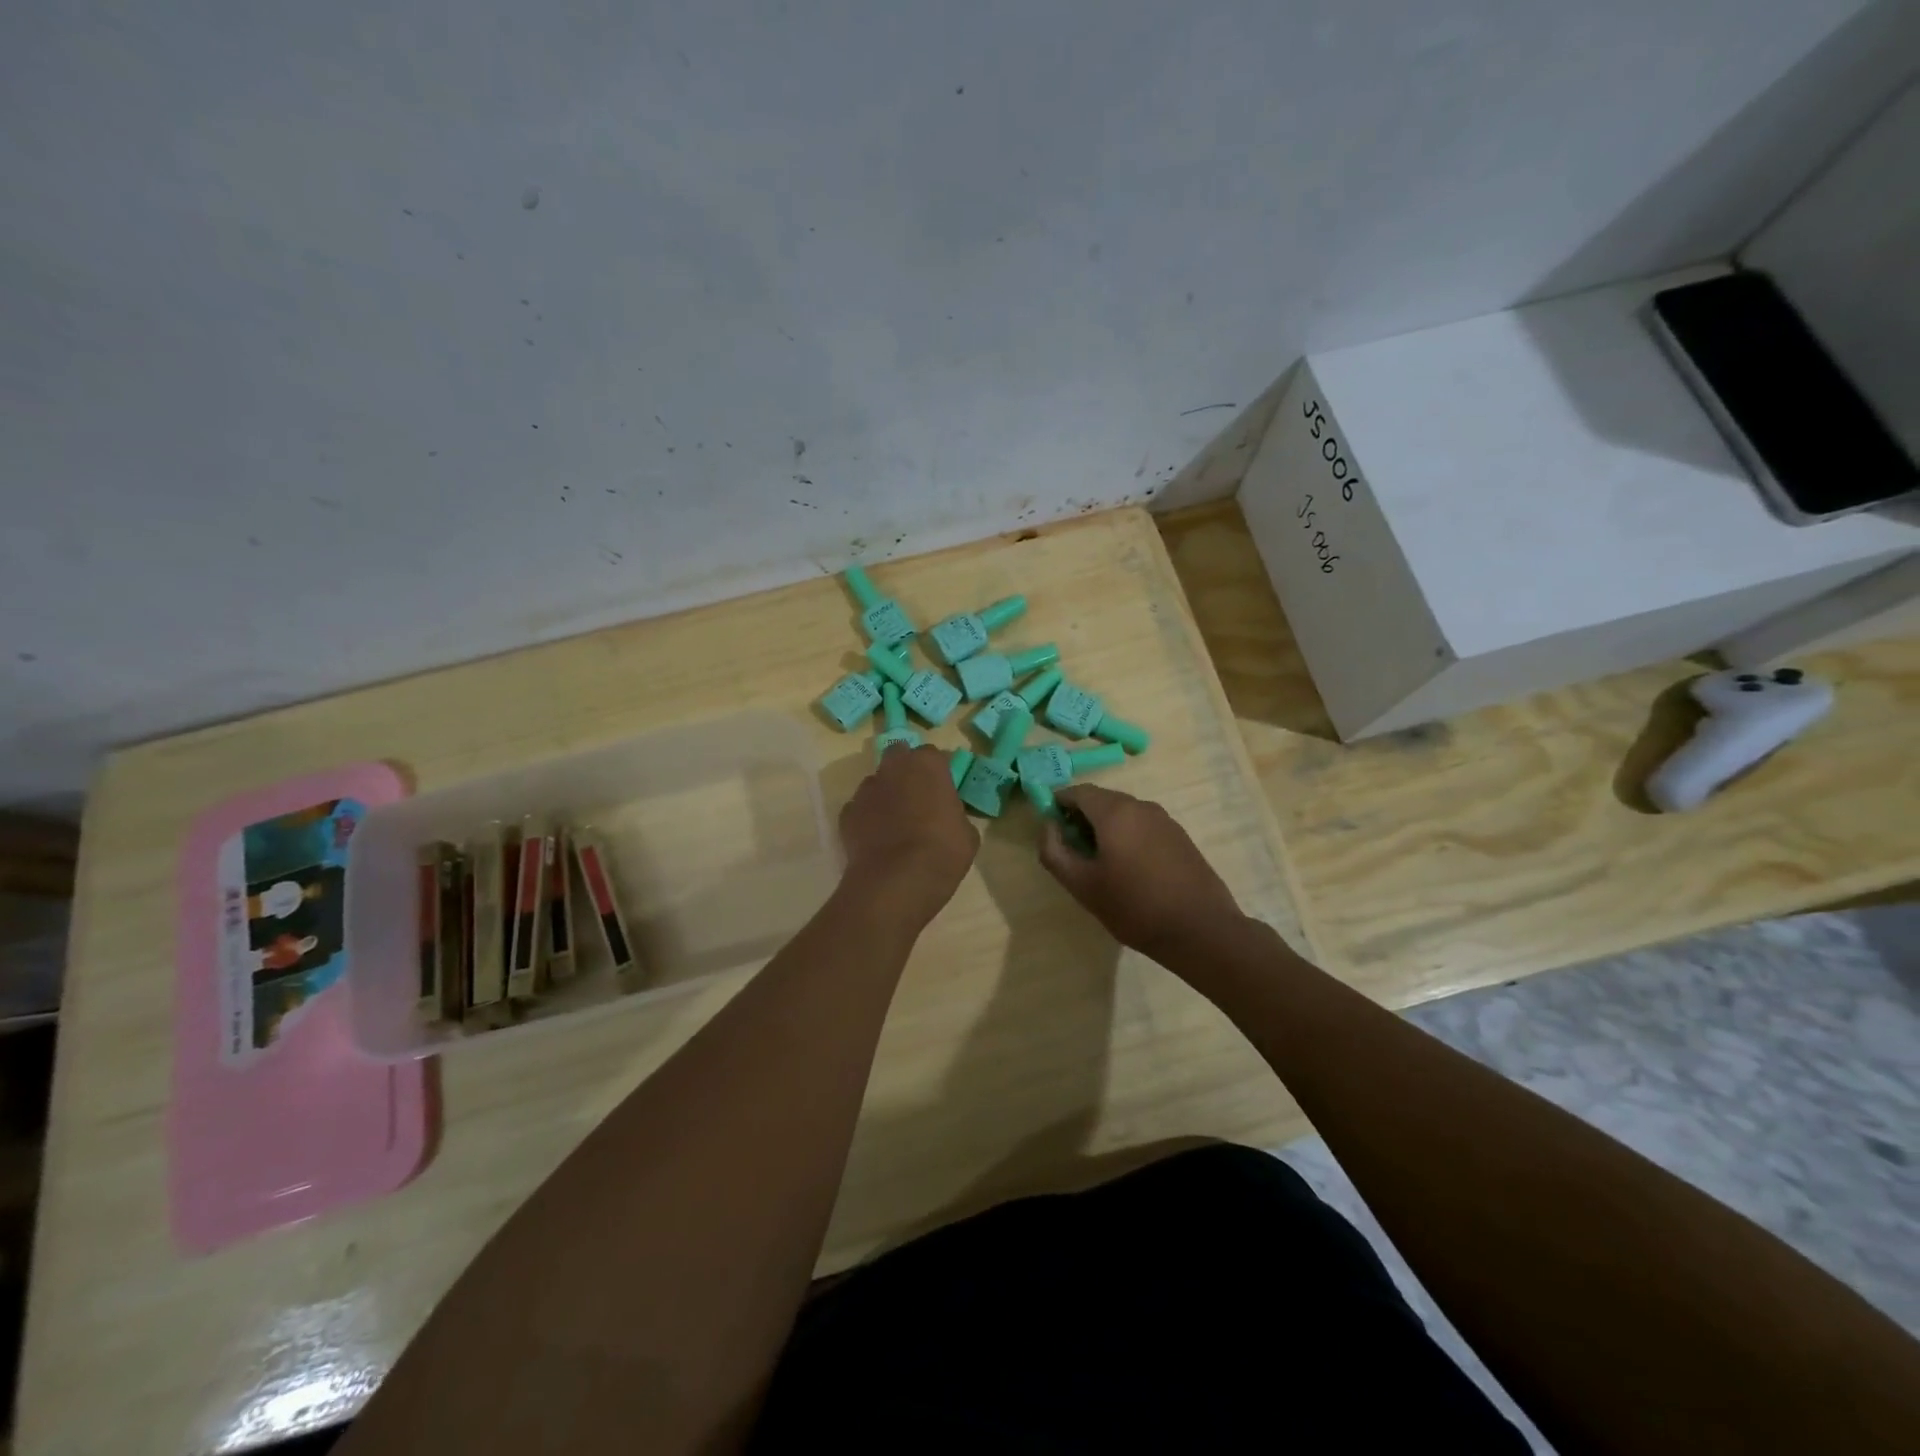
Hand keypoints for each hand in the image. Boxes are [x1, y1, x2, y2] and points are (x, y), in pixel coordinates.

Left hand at [839, 744, 979, 923]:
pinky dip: (867, 818)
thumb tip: (949, 817)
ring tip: (894, 823)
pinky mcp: (846, 814)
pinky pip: (860, 809)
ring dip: (885, 795)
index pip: (933, 755)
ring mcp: (866, 790)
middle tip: (917, 797)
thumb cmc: (942, 852)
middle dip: (905, 770)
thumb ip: (956, 815)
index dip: (937, 772)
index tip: (942, 790)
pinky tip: (876, 840)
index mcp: (927, 765)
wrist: (896, 882)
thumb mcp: (967, 834)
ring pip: (876, 783)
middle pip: (898, 756)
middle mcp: (893, 768)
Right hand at [1038, 784, 1242, 958]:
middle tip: (1072, 849)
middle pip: (1102, 800)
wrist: (1201, 929)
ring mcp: (1165, 820)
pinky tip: (1129, 869)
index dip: (1058, 804)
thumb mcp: (1082, 885)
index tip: (1050, 828)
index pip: (1078, 791)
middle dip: (1081, 817)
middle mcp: (1141, 806)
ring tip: (1099, 862)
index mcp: (1115, 811)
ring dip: (1105, 827)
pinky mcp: (1180, 836)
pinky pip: (1143, 826)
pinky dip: (1127, 836)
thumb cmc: (1134, 906)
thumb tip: (1048, 826)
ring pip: (1124, 813)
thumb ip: (1054, 851)